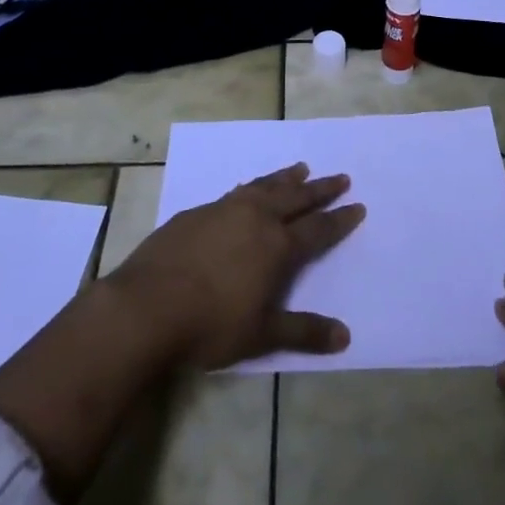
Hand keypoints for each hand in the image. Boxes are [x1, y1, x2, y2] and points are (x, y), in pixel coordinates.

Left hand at [108, 162, 365, 368]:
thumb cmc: (210, 325)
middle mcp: (256, 218)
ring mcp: (225, 210)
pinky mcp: (198, 212)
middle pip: (296, 198)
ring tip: (301, 168)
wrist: (147, 305)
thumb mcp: (262, 335)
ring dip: (286, 178)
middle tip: (341, 176)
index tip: (358, 205)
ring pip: (265, 186)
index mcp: (277, 246)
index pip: (317, 229)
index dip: (339, 219)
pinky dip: (253, 187)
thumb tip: (345, 336)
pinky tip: (250, 188)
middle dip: (321, 189)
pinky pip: (236, 192)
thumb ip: (303, 332)